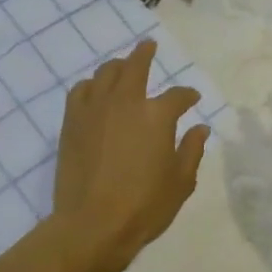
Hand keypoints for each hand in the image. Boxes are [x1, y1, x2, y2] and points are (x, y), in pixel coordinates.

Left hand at [50, 40, 209, 271]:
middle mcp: (125, 102)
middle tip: (149, 46)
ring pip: (105, 73)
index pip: (177, 96)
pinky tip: (95, 91)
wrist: (92, 225)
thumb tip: (200, 127)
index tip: (192, 98)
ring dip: (118, 66)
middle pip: (135, 66)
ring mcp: (95, 109)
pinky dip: (91, 85)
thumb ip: (192, 150)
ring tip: (122, 67)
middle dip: (145, 53)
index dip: (187, 95)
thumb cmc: (144, 206)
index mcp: (157, 115)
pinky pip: (81, 90)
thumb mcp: (181, 182)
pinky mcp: (72, 122)